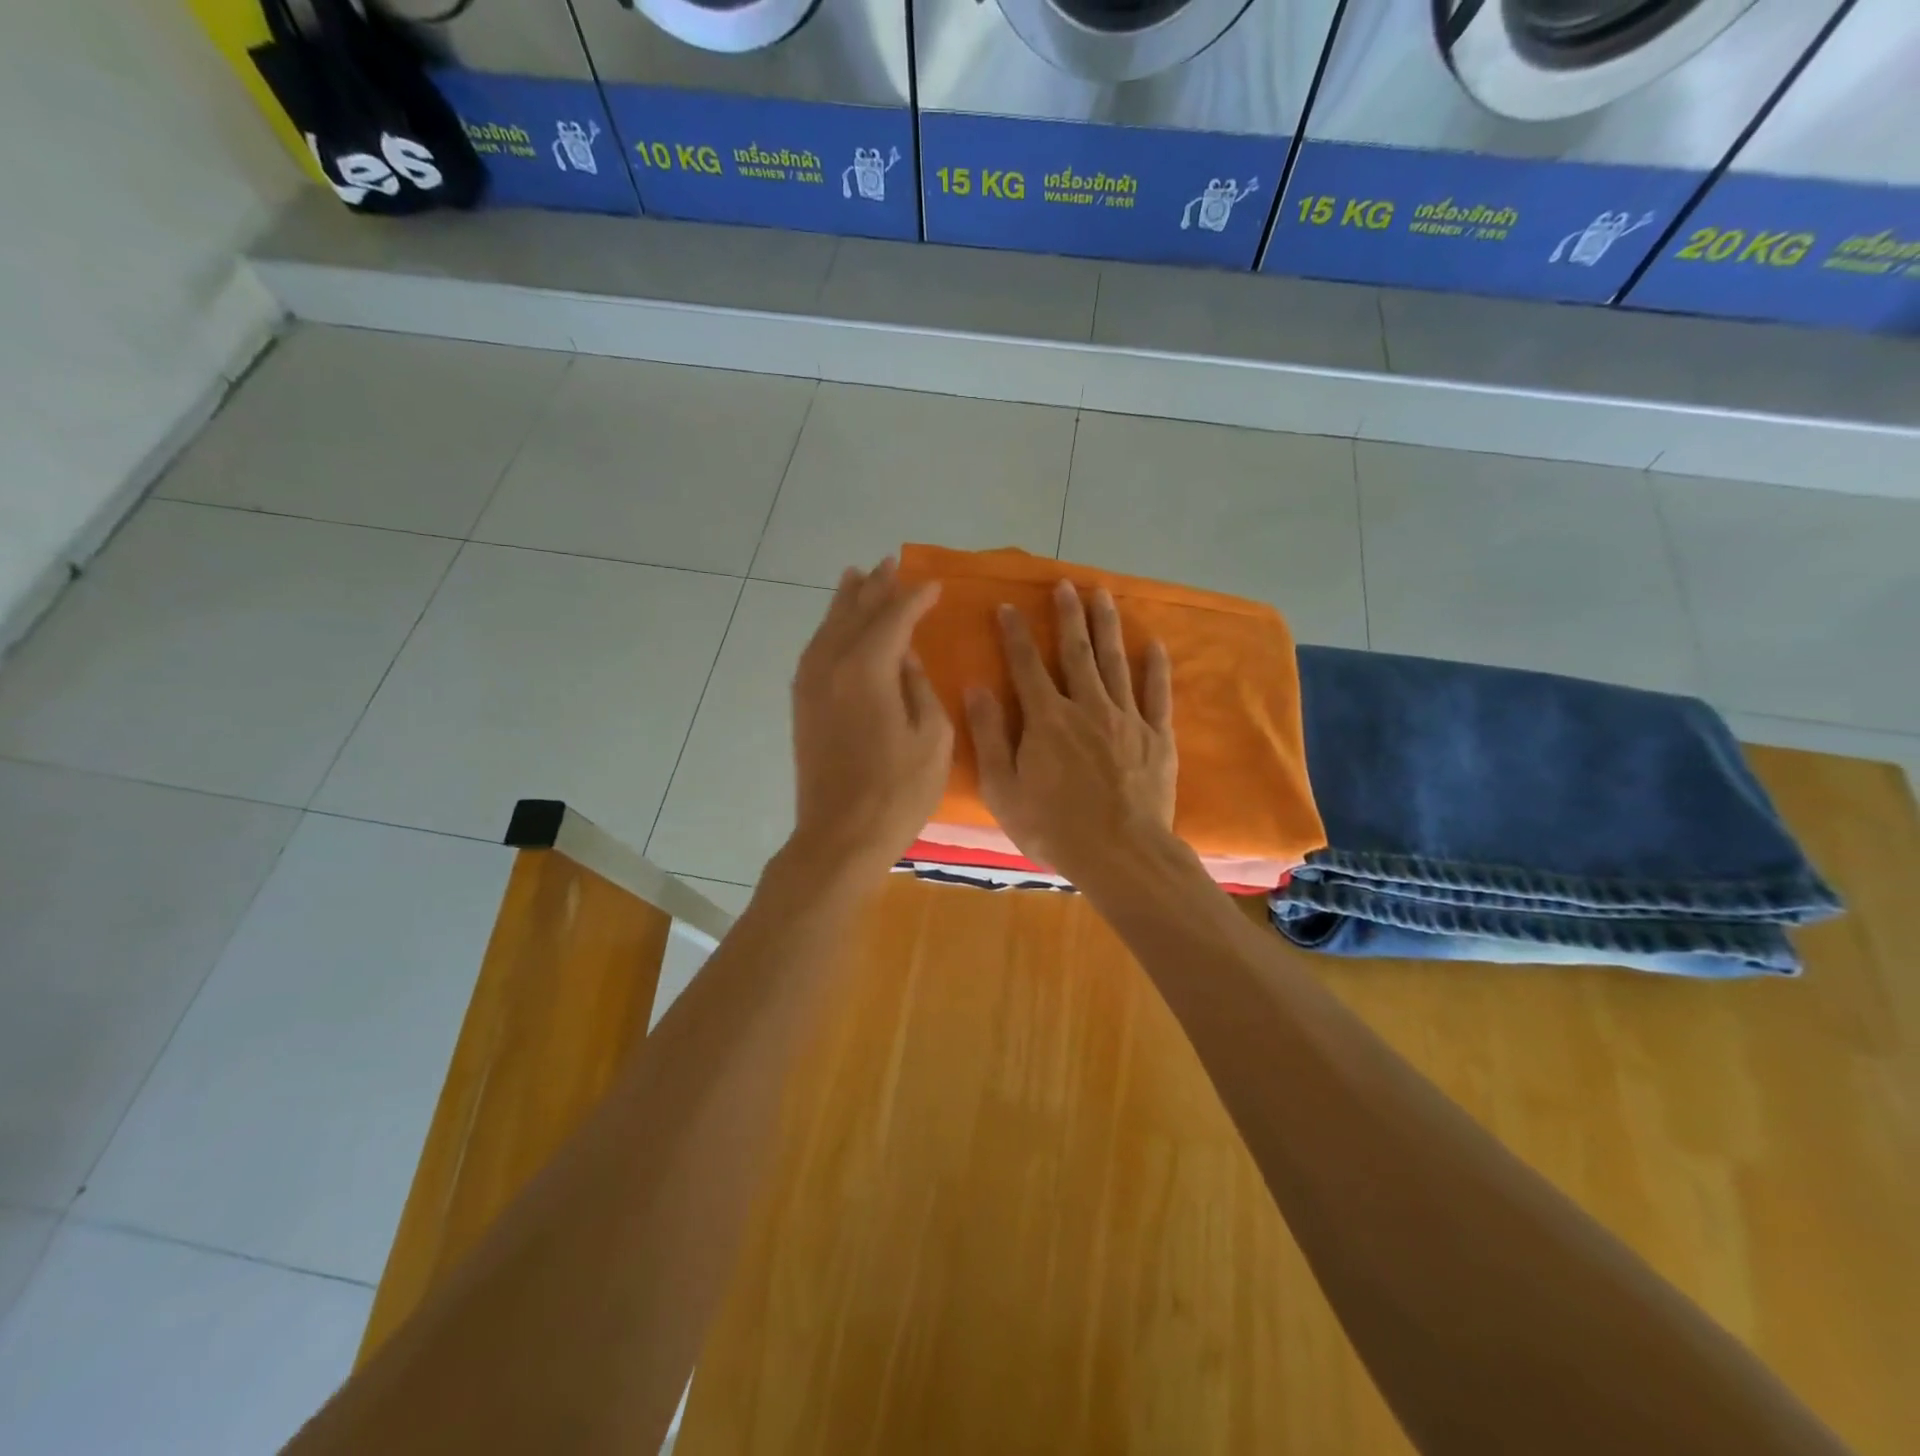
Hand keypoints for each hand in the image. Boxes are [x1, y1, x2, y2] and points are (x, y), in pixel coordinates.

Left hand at [787, 559, 952, 886]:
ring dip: (845, 601)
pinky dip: (827, 630)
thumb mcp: (932, 738)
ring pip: (828, 628)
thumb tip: (904, 658)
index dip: (915, 598)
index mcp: (867, 669)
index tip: (935, 585)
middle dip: (875, 587)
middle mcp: (832, 666)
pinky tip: (834, 628)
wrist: (840, 836)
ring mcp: (811, 685)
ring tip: (856, 577)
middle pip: (854, 613)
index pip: (893, 617)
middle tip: (890, 564)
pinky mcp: (802, 706)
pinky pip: (814, 651)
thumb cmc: (897, 791)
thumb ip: (919, 687)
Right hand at [965, 581, 1176, 885]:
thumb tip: (976, 688)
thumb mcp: (1004, 790)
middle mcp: (1087, 707)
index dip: (1015, 634)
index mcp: (1047, 719)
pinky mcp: (1157, 736)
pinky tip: (1154, 645)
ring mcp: (1127, 718)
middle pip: (1076, 652)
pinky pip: (1157, 694)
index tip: (1008, 606)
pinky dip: (1156, 668)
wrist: (1120, 854)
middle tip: (1066, 584)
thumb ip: (989, 736)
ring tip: (1103, 595)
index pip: (1026, 666)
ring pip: (1115, 662)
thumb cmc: (1053, 827)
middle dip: (1069, 616)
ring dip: (1107, 626)